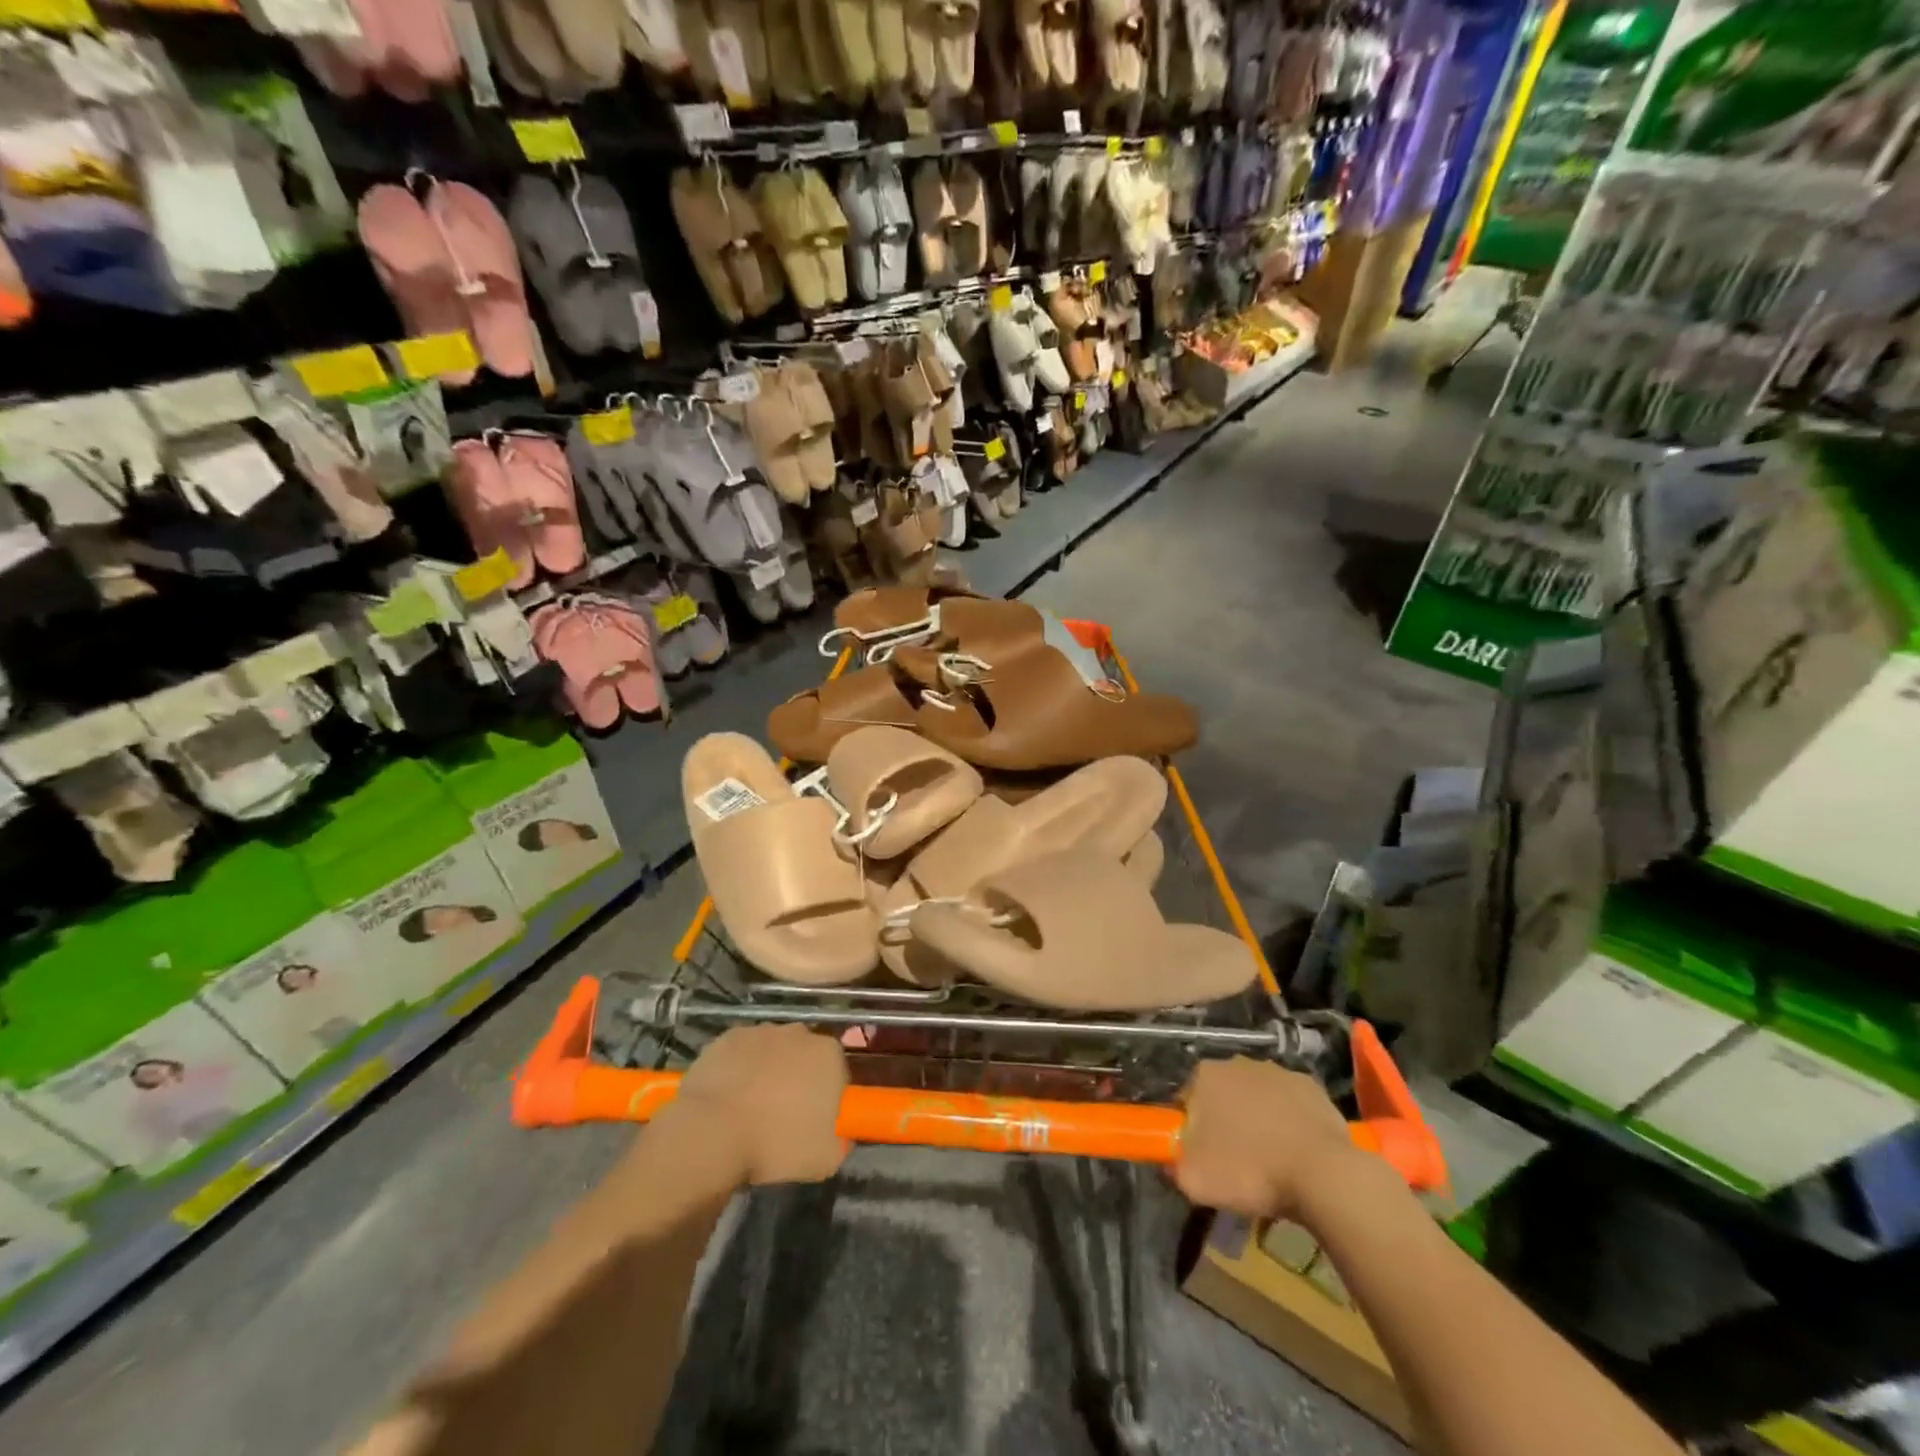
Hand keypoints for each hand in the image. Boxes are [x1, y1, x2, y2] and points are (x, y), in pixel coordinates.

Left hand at [668, 1025, 850, 1186]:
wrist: (711, 1134)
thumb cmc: (775, 1145)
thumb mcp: (825, 1160)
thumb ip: (840, 1141)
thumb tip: (838, 1134)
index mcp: (828, 1055)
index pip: (837, 1072)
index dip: (826, 1097)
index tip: (813, 1121)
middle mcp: (798, 1033)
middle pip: (804, 1055)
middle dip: (798, 1078)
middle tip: (783, 1114)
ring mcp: (760, 1031)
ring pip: (771, 1051)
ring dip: (767, 1071)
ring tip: (750, 1109)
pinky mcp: (727, 1037)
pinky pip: (740, 1053)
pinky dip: (738, 1069)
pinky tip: (727, 1098)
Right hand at [1173, 1058, 1363, 1221]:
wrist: (1322, 1174)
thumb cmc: (1250, 1171)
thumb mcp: (1194, 1180)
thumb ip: (1172, 1165)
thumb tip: (1169, 1160)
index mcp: (1204, 1076)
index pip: (1186, 1100)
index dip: (1191, 1129)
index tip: (1202, 1156)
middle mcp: (1237, 1063)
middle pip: (1222, 1094)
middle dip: (1225, 1120)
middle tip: (1235, 1160)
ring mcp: (1277, 1071)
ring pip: (1257, 1097)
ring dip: (1258, 1119)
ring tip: (1269, 1159)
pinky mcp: (1310, 1086)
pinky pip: (1290, 1104)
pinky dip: (1289, 1121)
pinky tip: (1296, 1150)